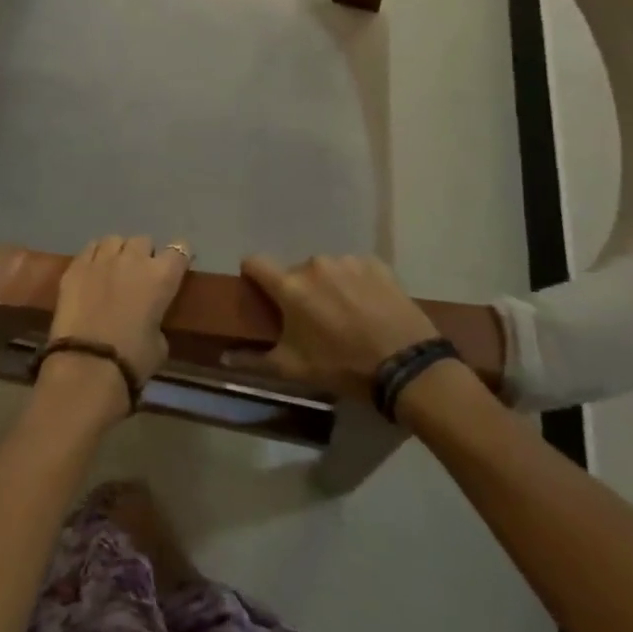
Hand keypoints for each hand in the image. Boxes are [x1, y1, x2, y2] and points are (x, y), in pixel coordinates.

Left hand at [48, 235, 189, 388]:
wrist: (88, 364)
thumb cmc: (133, 360)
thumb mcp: (159, 344)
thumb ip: (157, 321)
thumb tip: (148, 319)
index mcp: (162, 276)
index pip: (179, 250)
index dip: (178, 257)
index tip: (175, 267)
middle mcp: (133, 259)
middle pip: (143, 241)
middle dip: (144, 254)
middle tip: (140, 274)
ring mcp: (101, 259)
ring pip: (114, 240)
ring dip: (118, 252)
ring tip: (113, 268)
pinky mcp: (74, 267)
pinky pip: (89, 250)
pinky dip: (94, 257)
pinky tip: (92, 272)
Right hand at [228, 254, 438, 402]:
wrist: (409, 368)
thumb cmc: (344, 368)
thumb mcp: (294, 369)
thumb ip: (253, 361)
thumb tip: (222, 359)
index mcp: (290, 286)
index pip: (254, 262)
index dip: (253, 275)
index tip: (260, 292)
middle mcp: (314, 265)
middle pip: (294, 271)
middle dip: (298, 291)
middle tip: (313, 320)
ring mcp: (348, 262)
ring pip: (326, 270)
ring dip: (329, 286)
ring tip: (347, 315)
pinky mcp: (377, 265)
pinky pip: (356, 269)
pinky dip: (357, 284)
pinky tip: (370, 308)